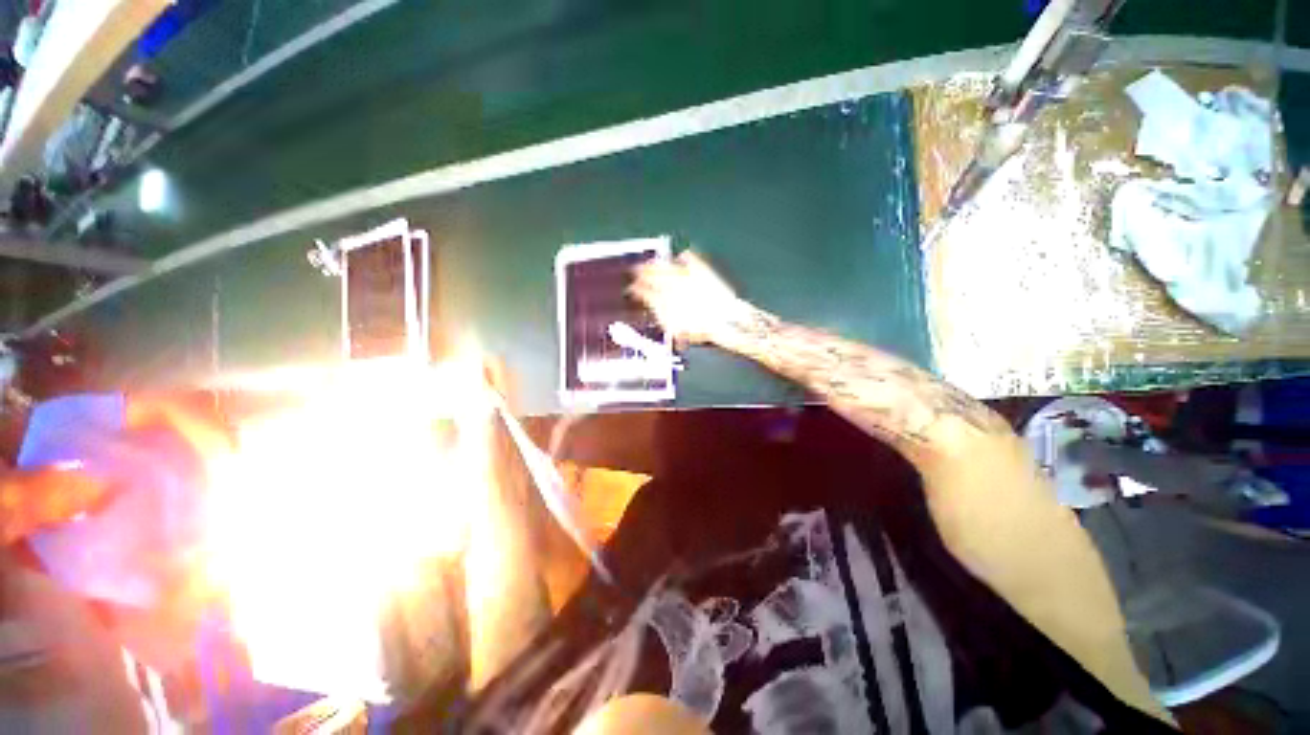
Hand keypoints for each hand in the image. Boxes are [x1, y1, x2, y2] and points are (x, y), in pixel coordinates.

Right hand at [630, 251, 749, 345]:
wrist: (725, 320)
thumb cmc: (700, 330)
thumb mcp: (677, 330)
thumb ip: (662, 318)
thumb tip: (653, 309)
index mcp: (663, 300)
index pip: (643, 291)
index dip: (636, 290)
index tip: (631, 289)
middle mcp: (670, 284)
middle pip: (651, 274)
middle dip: (641, 272)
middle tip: (635, 270)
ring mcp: (684, 274)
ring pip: (664, 264)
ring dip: (655, 263)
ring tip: (650, 262)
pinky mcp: (700, 268)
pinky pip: (688, 256)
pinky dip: (683, 256)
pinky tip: (681, 256)